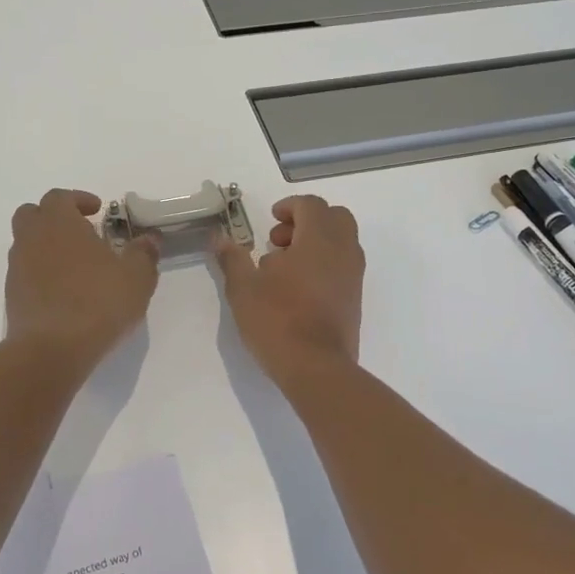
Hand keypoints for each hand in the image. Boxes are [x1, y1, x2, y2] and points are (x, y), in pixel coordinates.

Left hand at [6, 189, 159, 371]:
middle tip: (81, 232)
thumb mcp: (136, 277)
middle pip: (32, 214)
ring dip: (48, 247)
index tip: (98, 211)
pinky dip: (42, 274)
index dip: (78, 200)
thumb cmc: (98, 302)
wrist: (51, 350)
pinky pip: (26, 273)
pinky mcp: (12, 297)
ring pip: (27, 244)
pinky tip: (66, 293)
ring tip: (77, 266)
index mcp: (59, 223)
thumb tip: (150, 239)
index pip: (60, 197)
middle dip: (55, 218)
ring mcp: (17, 268)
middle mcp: (32, 239)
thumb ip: (143, 253)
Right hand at [213, 195, 364, 388]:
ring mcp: (354, 276)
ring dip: (315, 242)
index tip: (270, 219)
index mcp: (319, 239)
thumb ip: (232, 258)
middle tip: (279, 241)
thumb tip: (219, 237)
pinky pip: (343, 265)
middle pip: (334, 217)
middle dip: (307, 221)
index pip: (312, 205)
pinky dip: (324, 263)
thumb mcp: (244, 288)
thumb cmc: (278, 320)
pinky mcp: (355, 298)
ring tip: (283, 267)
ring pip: (341, 242)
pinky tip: (298, 289)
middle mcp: (343, 251)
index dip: (290, 206)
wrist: (317, 368)